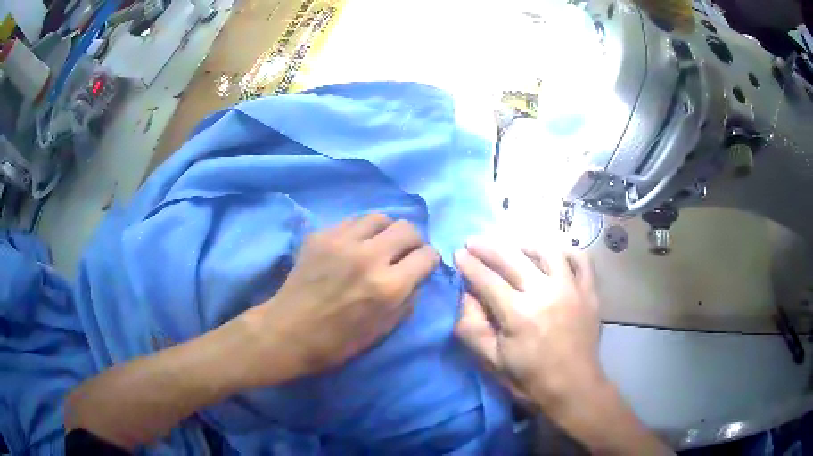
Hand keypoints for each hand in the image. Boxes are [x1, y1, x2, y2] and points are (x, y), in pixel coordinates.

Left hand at [241, 214, 438, 385]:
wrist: (288, 331)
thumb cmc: (337, 342)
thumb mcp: (383, 330)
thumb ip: (408, 300)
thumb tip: (417, 277)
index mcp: (388, 286)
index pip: (426, 255)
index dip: (430, 259)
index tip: (424, 264)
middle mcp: (369, 257)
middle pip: (407, 228)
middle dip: (413, 240)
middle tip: (405, 252)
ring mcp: (342, 241)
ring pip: (380, 217)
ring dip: (387, 230)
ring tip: (380, 244)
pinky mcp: (321, 235)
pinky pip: (352, 221)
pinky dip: (361, 231)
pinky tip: (354, 246)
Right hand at [454, 239, 602, 409]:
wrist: (573, 388)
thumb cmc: (529, 379)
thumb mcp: (491, 361)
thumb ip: (472, 327)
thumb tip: (466, 295)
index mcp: (519, 314)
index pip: (487, 280)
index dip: (469, 264)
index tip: (458, 253)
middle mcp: (546, 293)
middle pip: (513, 258)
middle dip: (488, 247)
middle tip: (474, 241)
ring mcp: (572, 289)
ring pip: (547, 251)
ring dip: (525, 244)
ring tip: (512, 245)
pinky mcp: (590, 292)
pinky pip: (581, 260)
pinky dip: (566, 251)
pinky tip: (553, 254)